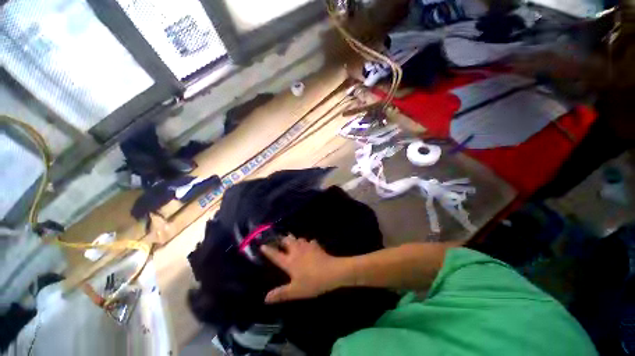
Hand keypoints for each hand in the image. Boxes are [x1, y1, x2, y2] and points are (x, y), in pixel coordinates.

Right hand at [260, 236, 347, 303]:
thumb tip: (265, 298)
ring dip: (295, 239)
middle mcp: (296, 251)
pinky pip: (310, 242)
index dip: (268, 250)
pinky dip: (308, 243)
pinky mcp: (316, 246)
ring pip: (298, 239)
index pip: (276, 255)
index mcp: (289, 261)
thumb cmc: (312, 282)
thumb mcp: (295, 291)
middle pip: (287, 241)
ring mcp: (307, 247)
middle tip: (281, 241)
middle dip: (283, 240)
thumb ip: (281, 294)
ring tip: (293, 241)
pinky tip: (309, 245)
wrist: (331, 271)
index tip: (262, 245)